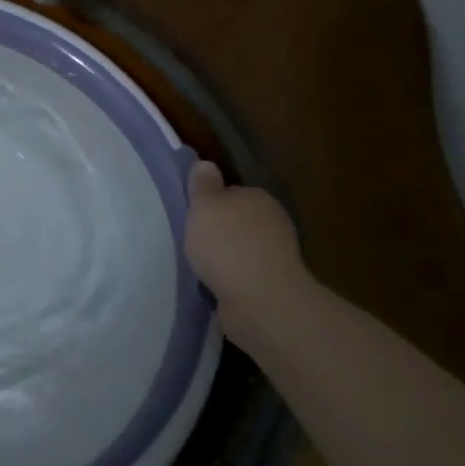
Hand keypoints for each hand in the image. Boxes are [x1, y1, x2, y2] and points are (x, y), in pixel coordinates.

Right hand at [185, 160, 309, 340]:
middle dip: (216, 230)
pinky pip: (243, 274)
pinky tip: (212, 284)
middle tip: (189, 240)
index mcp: (258, 198)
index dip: (208, 202)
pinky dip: (229, 277)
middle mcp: (272, 222)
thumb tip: (204, 164)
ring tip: (197, 265)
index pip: (230, 192)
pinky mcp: (272, 284)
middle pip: (236, 220)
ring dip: (222, 256)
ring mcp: (275, 255)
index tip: (190, 215)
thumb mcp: (205, 206)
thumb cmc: (227, 245)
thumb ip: (203, 184)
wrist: (260, 300)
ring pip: (240, 248)